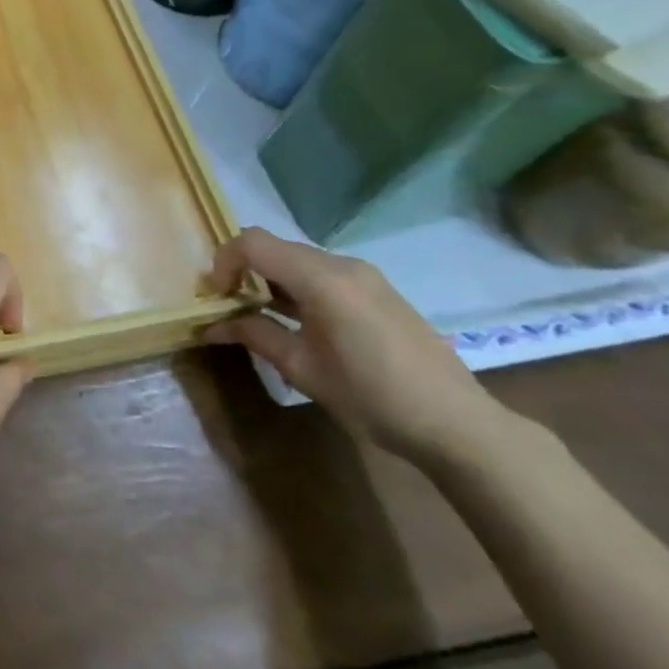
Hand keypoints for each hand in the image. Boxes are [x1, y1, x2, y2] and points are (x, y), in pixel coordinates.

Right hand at [204, 227, 499, 463]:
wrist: (457, 424)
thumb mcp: (303, 369)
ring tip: (259, 315)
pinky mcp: (376, 290)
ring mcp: (364, 276)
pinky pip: (322, 273)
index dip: (223, 263)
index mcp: (322, 279)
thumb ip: (255, 335)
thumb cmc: (372, 397)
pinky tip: (297, 322)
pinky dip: (296, 286)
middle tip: (229, 306)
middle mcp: (342, 264)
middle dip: (243, 270)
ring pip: (297, 259)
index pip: (253, 243)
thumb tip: (212, 326)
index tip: (215, 297)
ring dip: (270, 279)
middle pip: (274, 247)